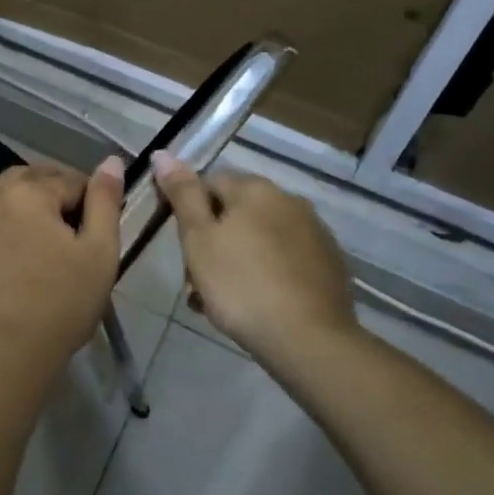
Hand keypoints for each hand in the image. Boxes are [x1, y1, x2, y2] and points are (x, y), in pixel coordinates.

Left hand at [0, 157, 124, 370]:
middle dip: (45, 194)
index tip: (94, 225)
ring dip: (3, 207)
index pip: (67, 180)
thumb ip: (105, 202)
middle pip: (22, 181)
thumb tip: (111, 161)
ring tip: (21, 238)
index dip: (86, 199)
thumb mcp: (100, 253)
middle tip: (62, 229)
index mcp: (29, 193)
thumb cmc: (60, 304)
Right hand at [151, 153, 354, 364]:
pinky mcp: (330, 264)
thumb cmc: (241, 285)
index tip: (183, 249)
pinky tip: (258, 303)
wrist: (309, 341)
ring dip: (237, 259)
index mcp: (255, 188)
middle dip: (213, 241)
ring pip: (259, 238)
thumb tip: (163, 153)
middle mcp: (289, 199)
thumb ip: (182, 194)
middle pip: (235, 212)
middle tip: (197, 282)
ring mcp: (314, 232)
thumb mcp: (198, 239)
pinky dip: (267, 273)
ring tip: (223, 301)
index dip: (189, 213)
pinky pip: (284, 259)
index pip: (208, 183)